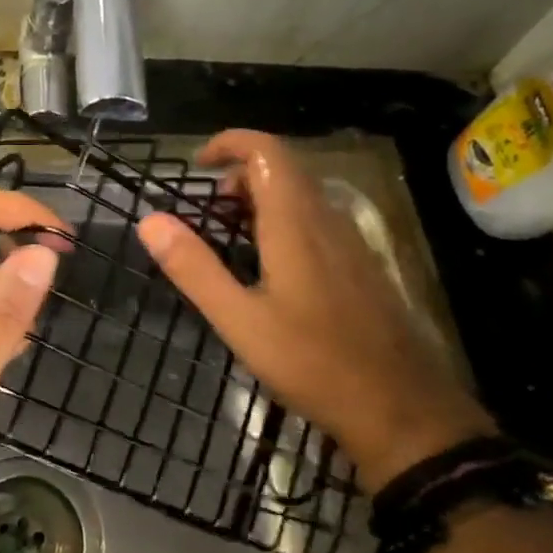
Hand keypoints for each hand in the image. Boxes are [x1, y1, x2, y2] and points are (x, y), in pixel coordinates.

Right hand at [136, 130, 490, 490]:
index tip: (198, 166)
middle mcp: (327, 219)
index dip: (230, 143)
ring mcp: (349, 241)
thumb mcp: (239, 319)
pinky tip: (268, 267)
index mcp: (295, 223)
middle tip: (207, 214)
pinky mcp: (360, 264)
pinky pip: (315, 219)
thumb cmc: (313, 362)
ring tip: (229, 238)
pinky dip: (282, 220)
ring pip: (300, 194)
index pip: (266, 150)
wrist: (402, 409)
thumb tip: (150, 220)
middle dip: (238, 175)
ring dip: (260, 199)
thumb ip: (193, 267)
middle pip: (282, 167)